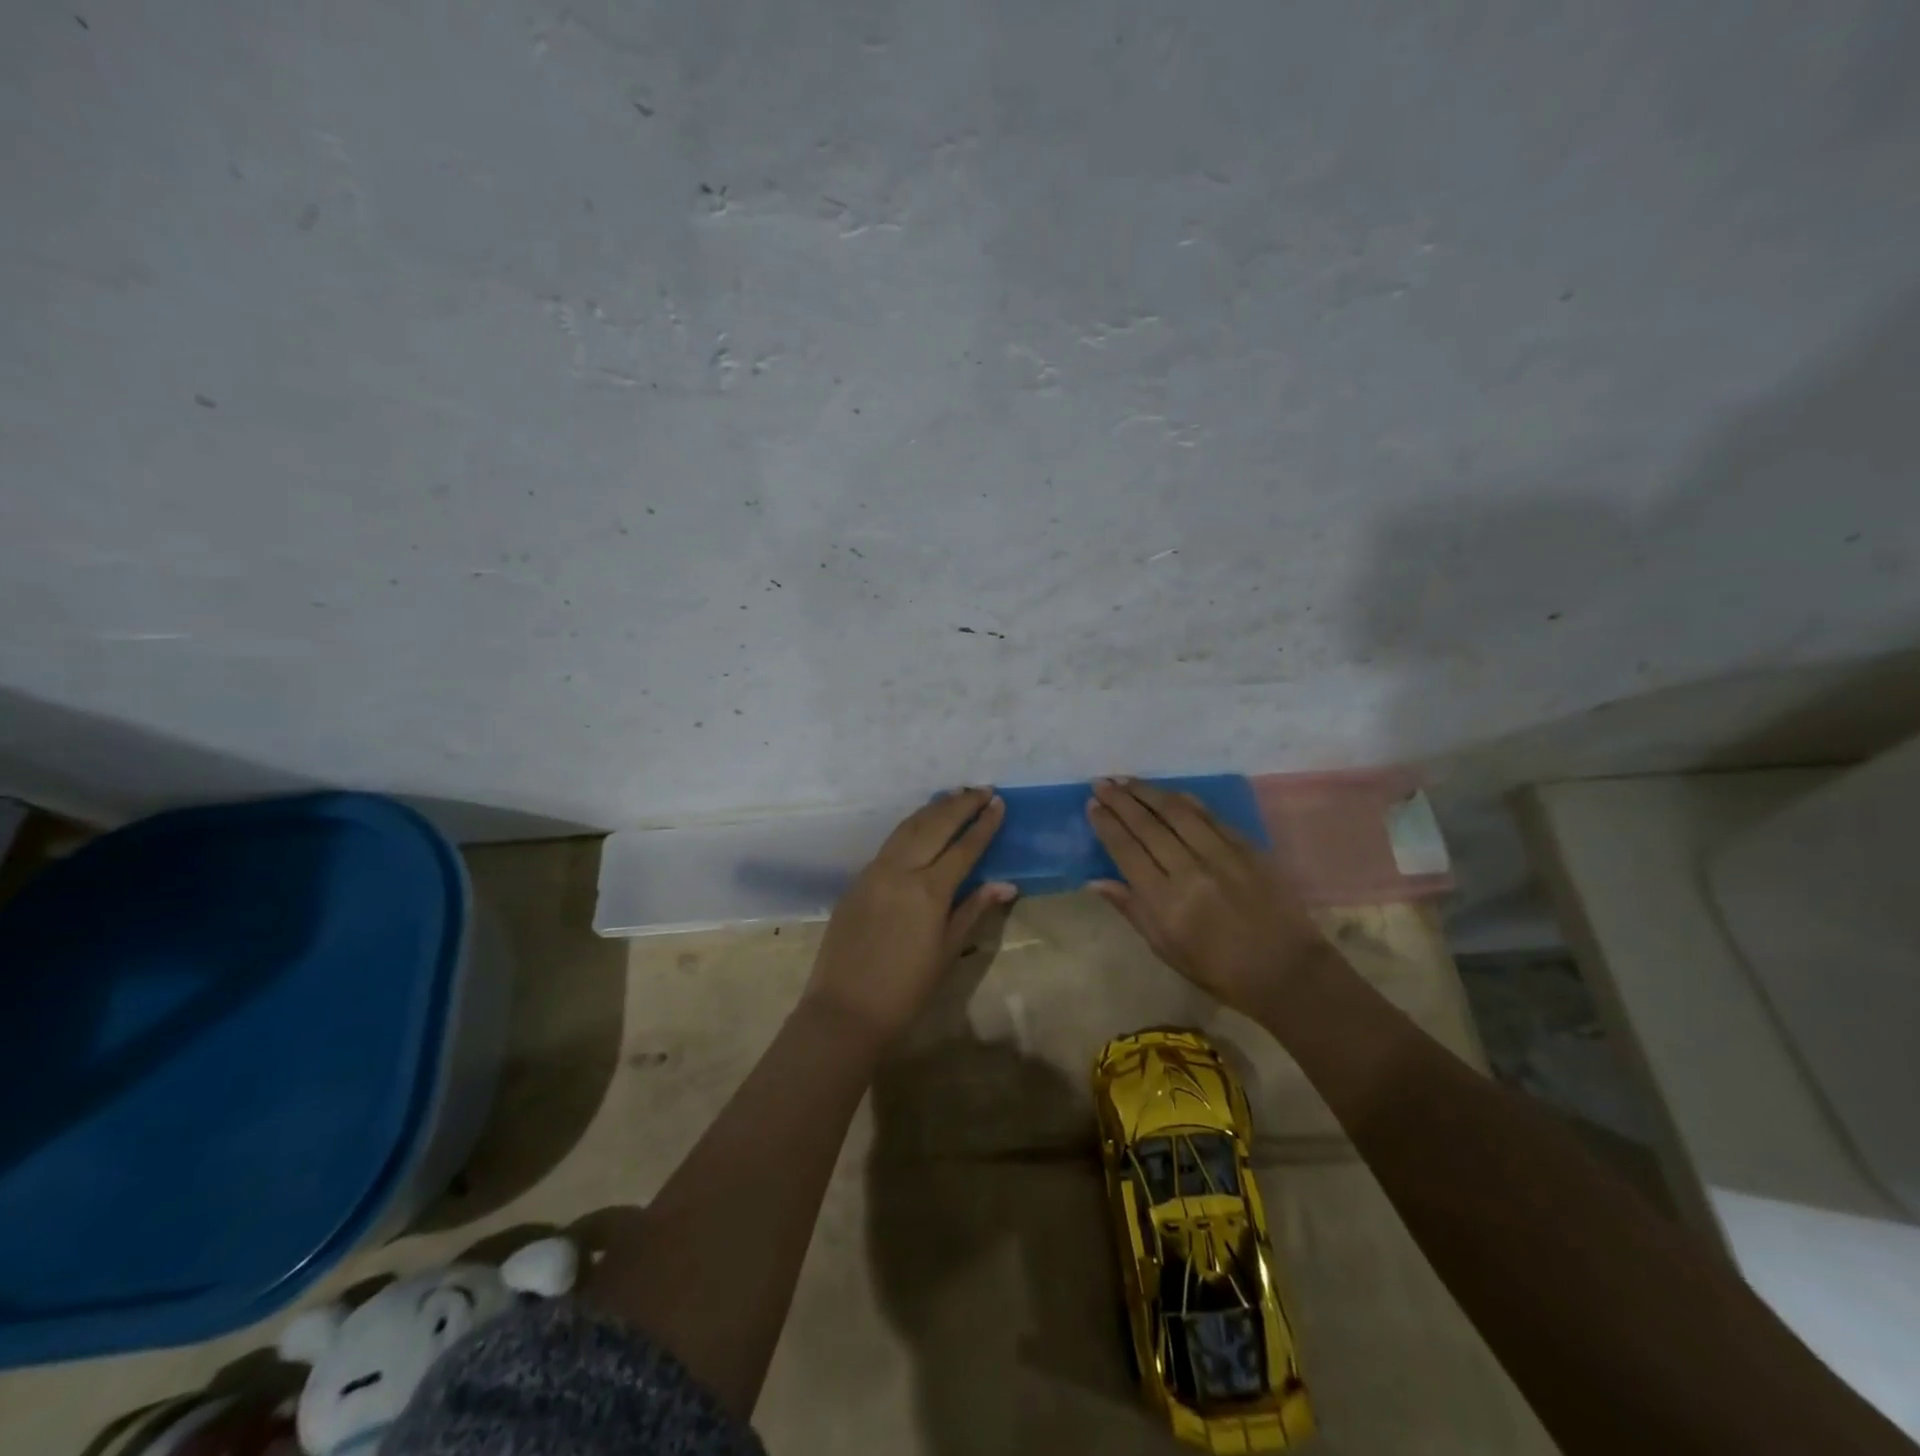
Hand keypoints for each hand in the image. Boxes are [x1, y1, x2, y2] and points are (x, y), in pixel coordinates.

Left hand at [803, 788, 1017, 1042]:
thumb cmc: (906, 989)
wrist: (845, 1009)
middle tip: (982, 789)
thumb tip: (1006, 884)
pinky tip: (921, 824)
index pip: (964, 847)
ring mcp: (874, 871)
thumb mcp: (947, 951)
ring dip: (933, 808)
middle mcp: (901, 871)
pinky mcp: (857, 880)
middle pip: (935, 825)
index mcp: (928, 891)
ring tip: (955, 795)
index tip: (999, 803)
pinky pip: (889, 843)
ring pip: (908, 827)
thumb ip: (974, 910)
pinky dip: (910, 826)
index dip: (983, 824)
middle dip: (960, 804)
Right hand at [1086, 778, 1326, 1019]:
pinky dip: (1183, 799)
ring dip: (1147, 792)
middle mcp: (1191, 871)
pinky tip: (1167, 792)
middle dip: (1120, 800)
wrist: (1287, 971)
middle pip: (1148, 824)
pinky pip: (1209, 814)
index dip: (1107, 824)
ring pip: (1177, 811)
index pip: (1127, 851)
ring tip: (1125, 780)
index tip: (1092, 805)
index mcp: (1166, 903)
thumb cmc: (1219, 970)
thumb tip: (1094, 880)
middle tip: (1100, 783)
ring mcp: (1222, 855)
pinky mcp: (1247, 847)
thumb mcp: (1165, 948)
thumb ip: (1131, 909)